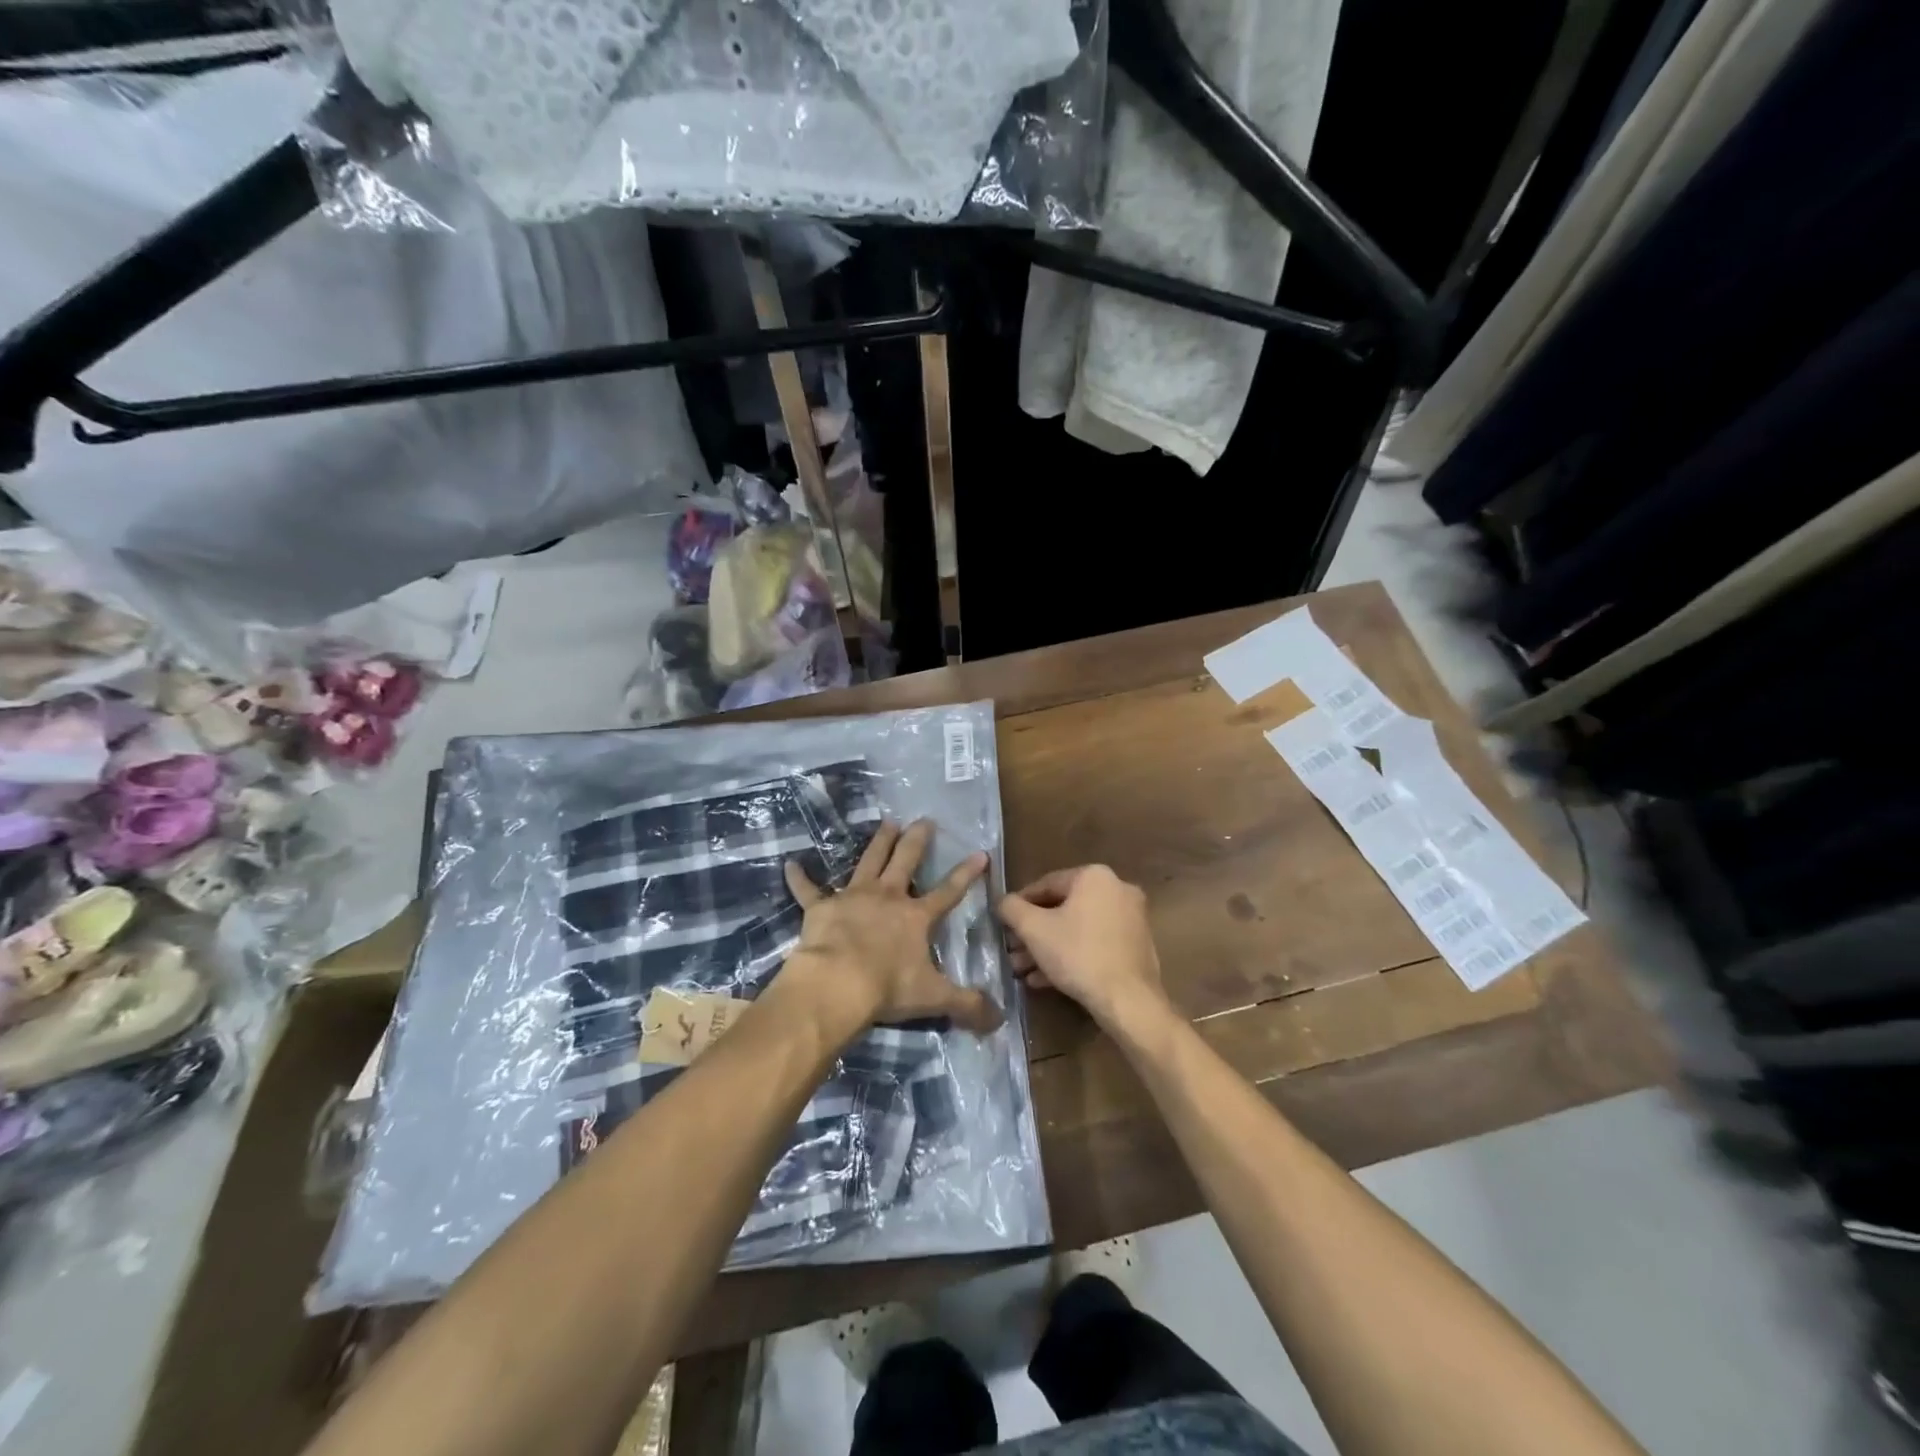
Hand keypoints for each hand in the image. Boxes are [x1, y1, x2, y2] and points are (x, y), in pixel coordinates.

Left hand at [782, 819, 1003, 1037]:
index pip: (948, 891)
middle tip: (924, 820)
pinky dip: (800, 878)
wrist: (837, 983)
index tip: (980, 853)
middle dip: (917, 840)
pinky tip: (791, 865)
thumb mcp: (934, 998)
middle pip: (906, 861)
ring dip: (879, 842)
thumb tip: (1000, 1020)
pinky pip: (808, 890)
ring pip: (869, 861)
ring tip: (887, 823)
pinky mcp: (821, 908)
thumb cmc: (887, 988)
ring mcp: (853, 898)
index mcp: (916, 917)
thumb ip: (968, 1006)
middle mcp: (887, 897)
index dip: (966, 874)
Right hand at [996, 865, 1170, 1029]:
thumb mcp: (1034, 929)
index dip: (1020, 904)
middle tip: (1012, 951)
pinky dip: (1071, 955)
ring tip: (1023, 969)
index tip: (1004, 923)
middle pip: (1063, 908)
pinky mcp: (1136, 946)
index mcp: (1094, 876)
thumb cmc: (1078, 954)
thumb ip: (1012, 909)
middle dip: (1033, 932)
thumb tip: (1002, 901)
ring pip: (1078, 928)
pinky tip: (1046, 979)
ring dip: (1048, 947)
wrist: (1129, 1000)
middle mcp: (1117, 889)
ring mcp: (1131, 918)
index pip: (1046, 884)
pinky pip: (1095, 943)